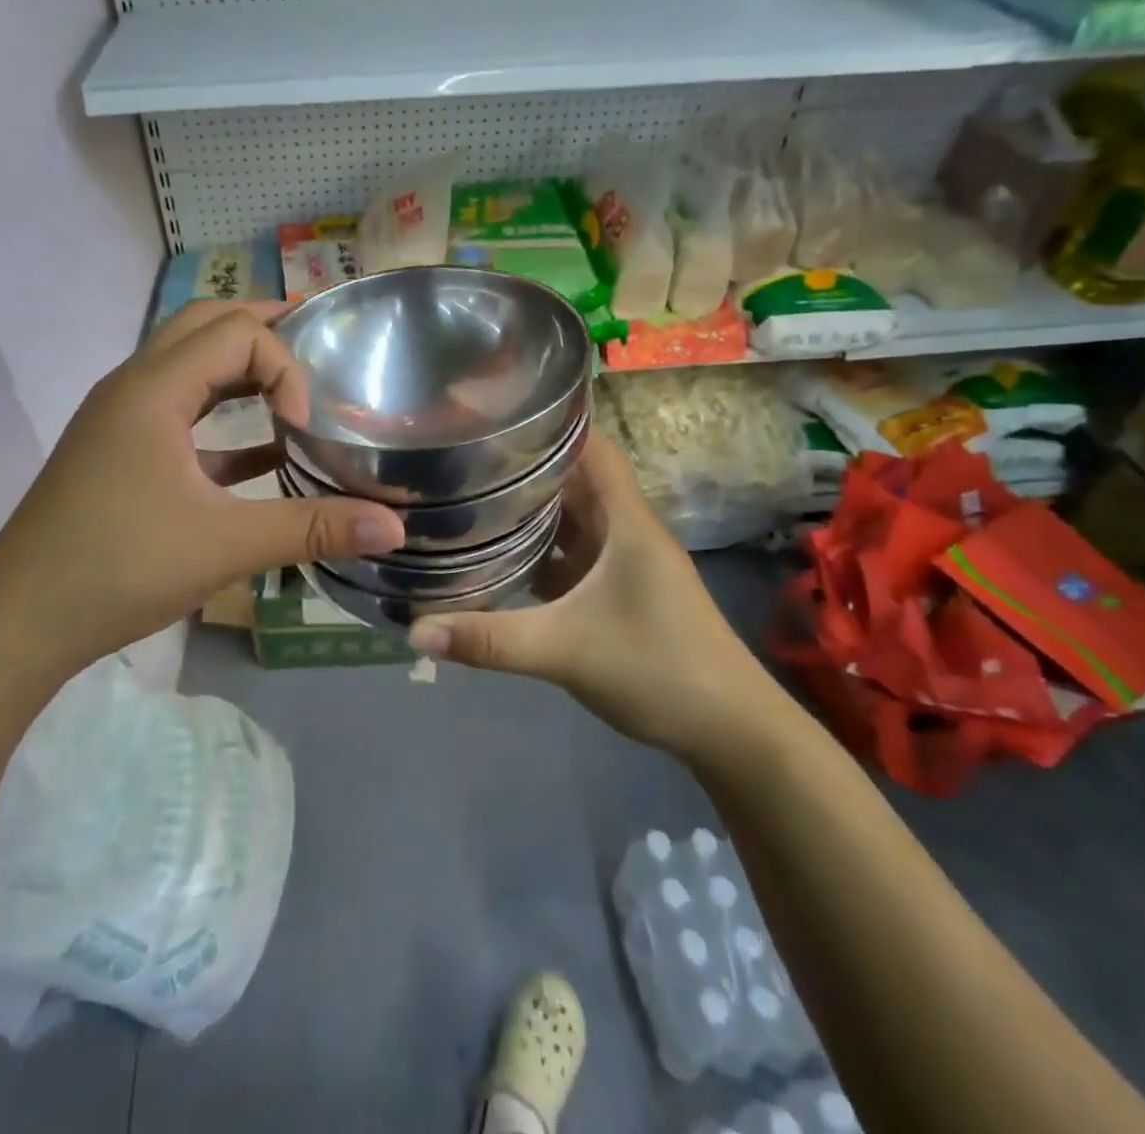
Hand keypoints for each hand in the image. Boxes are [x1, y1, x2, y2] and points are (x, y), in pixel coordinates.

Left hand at [0, 301, 404, 676]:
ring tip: (296, 388)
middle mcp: (133, 387)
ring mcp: (121, 420)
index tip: (304, 426)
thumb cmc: (119, 568)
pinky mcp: (120, 453)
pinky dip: (222, 415)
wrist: (19, 621)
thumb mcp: (226, 545)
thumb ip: (313, 528)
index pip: (235, 333)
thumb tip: (395, 527)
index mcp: (152, 389)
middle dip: (264, 330)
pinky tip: (264, 451)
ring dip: (241, 369)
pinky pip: (180, 412)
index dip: (284, 367)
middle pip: (204, 325)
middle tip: (319, 349)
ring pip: (188, 365)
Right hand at [406, 436, 792, 763]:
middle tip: (463, 454)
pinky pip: (572, 555)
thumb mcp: (565, 650)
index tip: (496, 412)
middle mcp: (626, 530)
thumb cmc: (659, 669)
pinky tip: (500, 556)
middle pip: (574, 479)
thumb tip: (414, 630)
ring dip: (531, 508)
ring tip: (470, 494)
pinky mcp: (619, 592)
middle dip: (524, 464)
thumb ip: (489, 639)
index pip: (592, 446)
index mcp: (625, 521)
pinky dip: (539, 549)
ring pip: (572, 519)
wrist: (731, 731)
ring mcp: (624, 563)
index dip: (551, 421)